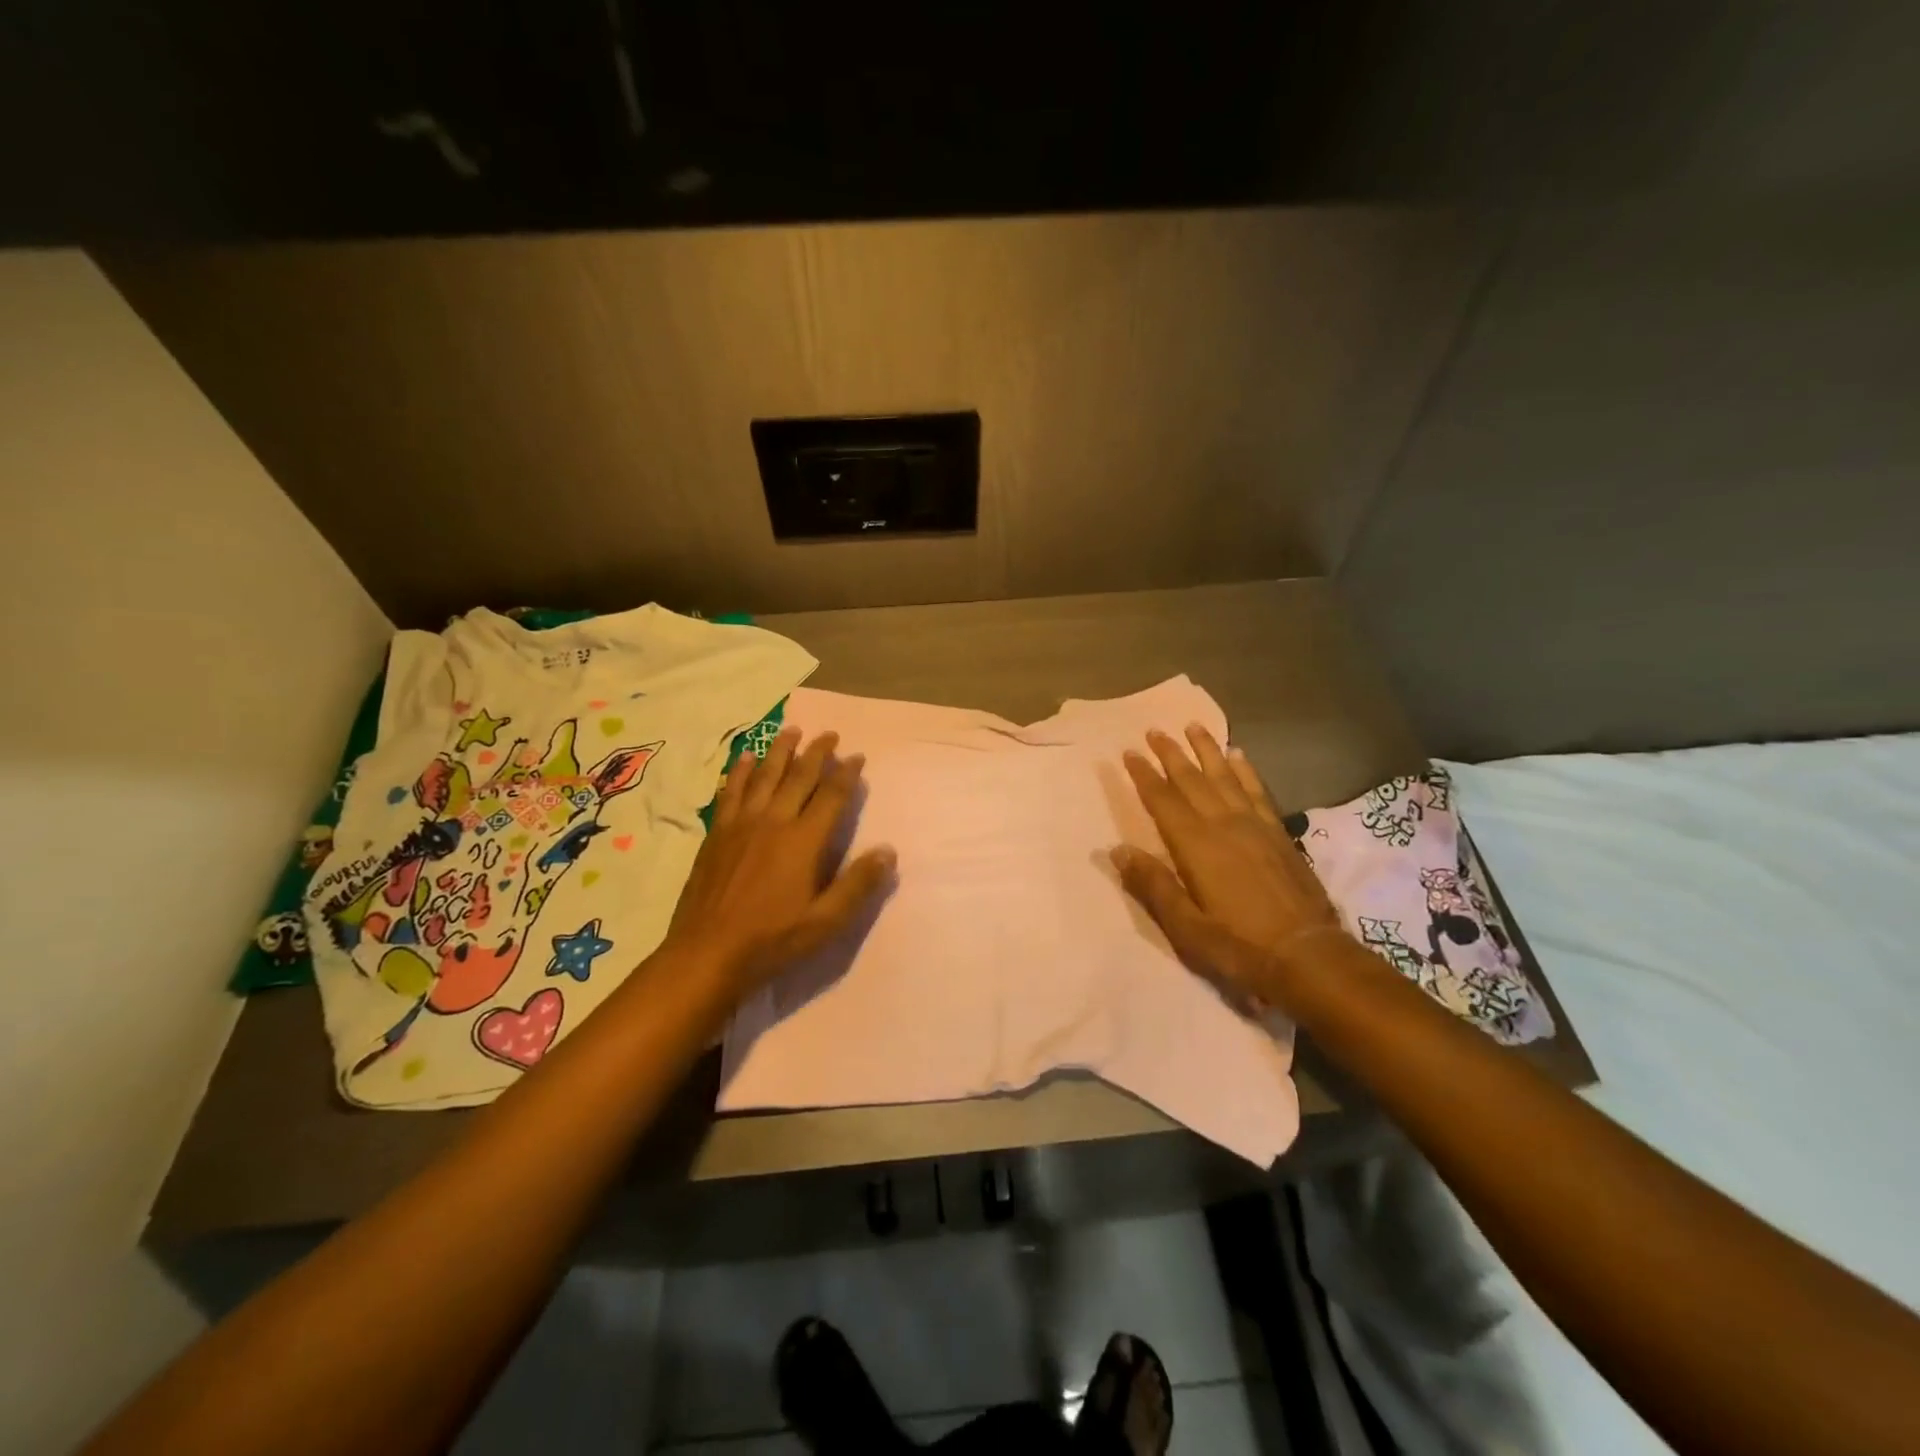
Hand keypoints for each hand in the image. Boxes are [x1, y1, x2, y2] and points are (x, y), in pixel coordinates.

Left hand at [661, 728, 894, 998]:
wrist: (706, 953)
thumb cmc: (772, 940)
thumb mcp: (825, 922)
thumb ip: (857, 884)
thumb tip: (888, 851)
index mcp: (803, 841)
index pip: (831, 796)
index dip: (846, 774)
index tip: (857, 756)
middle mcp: (773, 822)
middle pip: (798, 777)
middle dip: (816, 752)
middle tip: (829, 734)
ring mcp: (740, 824)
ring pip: (763, 776)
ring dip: (780, 751)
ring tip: (791, 730)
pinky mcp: (716, 833)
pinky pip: (730, 792)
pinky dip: (739, 771)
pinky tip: (744, 759)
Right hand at [1112, 725, 1345, 1009]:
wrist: (1309, 956)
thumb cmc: (1239, 946)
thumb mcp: (1186, 927)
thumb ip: (1153, 885)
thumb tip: (1117, 850)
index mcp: (1196, 846)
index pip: (1163, 801)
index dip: (1144, 776)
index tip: (1129, 753)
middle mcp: (1224, 825)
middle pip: (1192, 780)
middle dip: (1171, 754)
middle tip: (1154, 730)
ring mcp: (1255, 826)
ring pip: (1225, 777)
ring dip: (1207, 751)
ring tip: (1193, 726)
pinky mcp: (1279, 834)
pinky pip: (1257, 791)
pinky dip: (1245, 770)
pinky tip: (1239, 756)